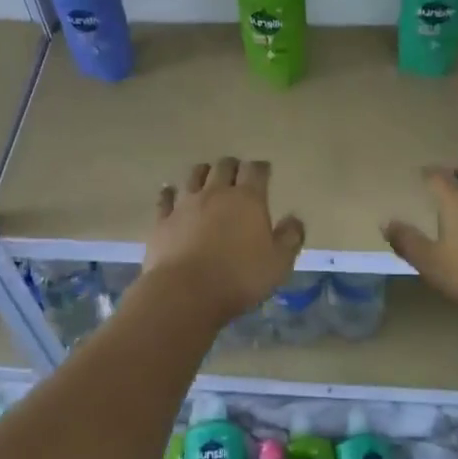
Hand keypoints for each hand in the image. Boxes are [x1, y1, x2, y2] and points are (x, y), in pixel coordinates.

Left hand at [143, 157, 304, 323]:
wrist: (186, 292)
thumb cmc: (240, 277)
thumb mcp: (279, 263)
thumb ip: (290, 237)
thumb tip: (294, 219)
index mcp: (248, 199)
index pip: (256, 170)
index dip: (261, 168)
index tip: (264, 171)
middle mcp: (216, 193)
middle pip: (224, 166)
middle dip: (233, 166)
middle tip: (237, 172)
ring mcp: (186, 204)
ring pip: (194, 175)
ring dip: (203, 172)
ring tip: (206, 176)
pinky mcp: (163, 220)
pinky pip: (165, 198)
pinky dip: (170, 193)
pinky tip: (170, 193)